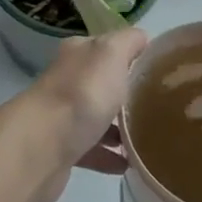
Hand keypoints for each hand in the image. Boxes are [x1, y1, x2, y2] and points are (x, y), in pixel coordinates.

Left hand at [17, 30, 144, 201]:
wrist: (42, 145)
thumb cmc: (82, 93)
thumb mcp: (111, 54)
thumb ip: (127, 42)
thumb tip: (142, 37)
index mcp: (78, 53)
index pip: (107, 47)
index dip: (131, 54)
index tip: (159, 69)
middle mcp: (67, 80)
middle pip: (102, 82)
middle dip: (126, 93)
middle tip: (158, 106)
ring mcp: (62, 115)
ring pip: (96, 117)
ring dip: (119, 128)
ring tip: (148, 138)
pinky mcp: (61, 149)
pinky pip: (92, 150)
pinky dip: (110, 156)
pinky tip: (130, 164)